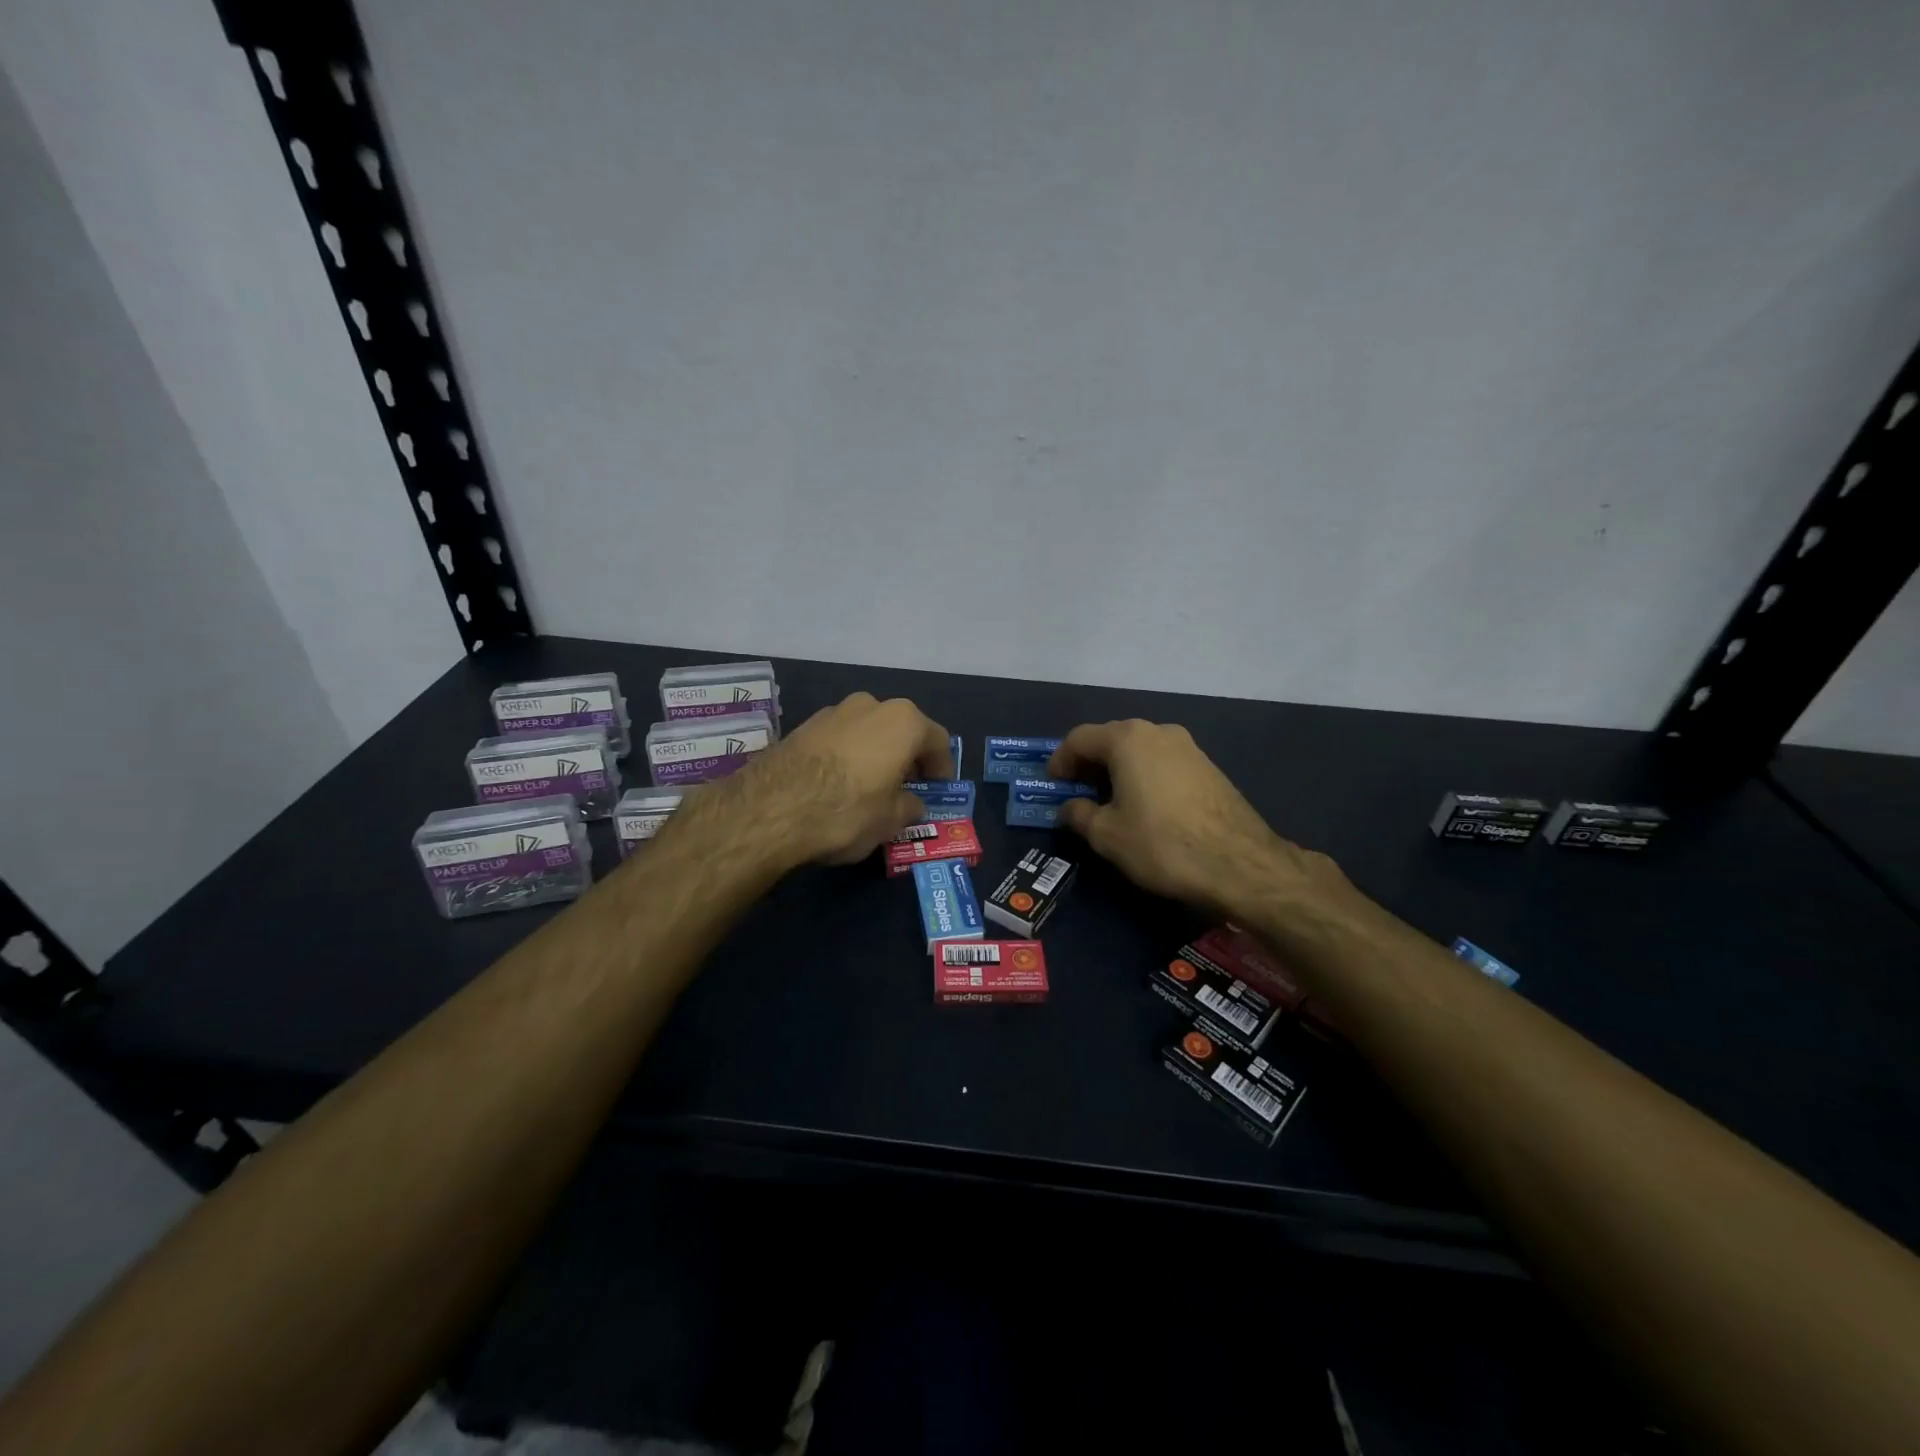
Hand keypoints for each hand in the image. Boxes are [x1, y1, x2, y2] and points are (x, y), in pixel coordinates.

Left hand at [725, 692, 952, 867]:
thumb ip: (908, 807)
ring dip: (874, 754)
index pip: (937, 740)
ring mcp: (833, 711)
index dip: (942, 767)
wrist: (769, 809)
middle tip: (905, 787)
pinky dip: (846, 756)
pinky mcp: (802, 725)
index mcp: (903, 722)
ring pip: (867, 732)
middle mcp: (871, 705)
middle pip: (901, 730)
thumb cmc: (846, 811)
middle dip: (906, 757)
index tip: (938, 788)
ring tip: (869, 787)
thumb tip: (910, 803)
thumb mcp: (889, 820)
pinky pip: (839, 739)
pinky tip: (836, 784)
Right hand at [1048, 719, 1341, 918]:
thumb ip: (1079, 814)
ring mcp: (1188, 747)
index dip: (1059, 761)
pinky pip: (1162, 762)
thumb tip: (1071, 807)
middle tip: (1077, 793)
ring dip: (1117, 770)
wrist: (1240, 864)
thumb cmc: (1162, 843)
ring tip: (1109, 802)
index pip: (1079, 738)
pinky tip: (1144, 806)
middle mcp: (1158, 731)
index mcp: (1127, 739)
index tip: (1052, 785)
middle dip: (1089, 764)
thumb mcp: (1107, 835)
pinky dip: (1144, 776)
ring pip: (1139, 750)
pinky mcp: (1208, 766)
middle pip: (1110, 739)